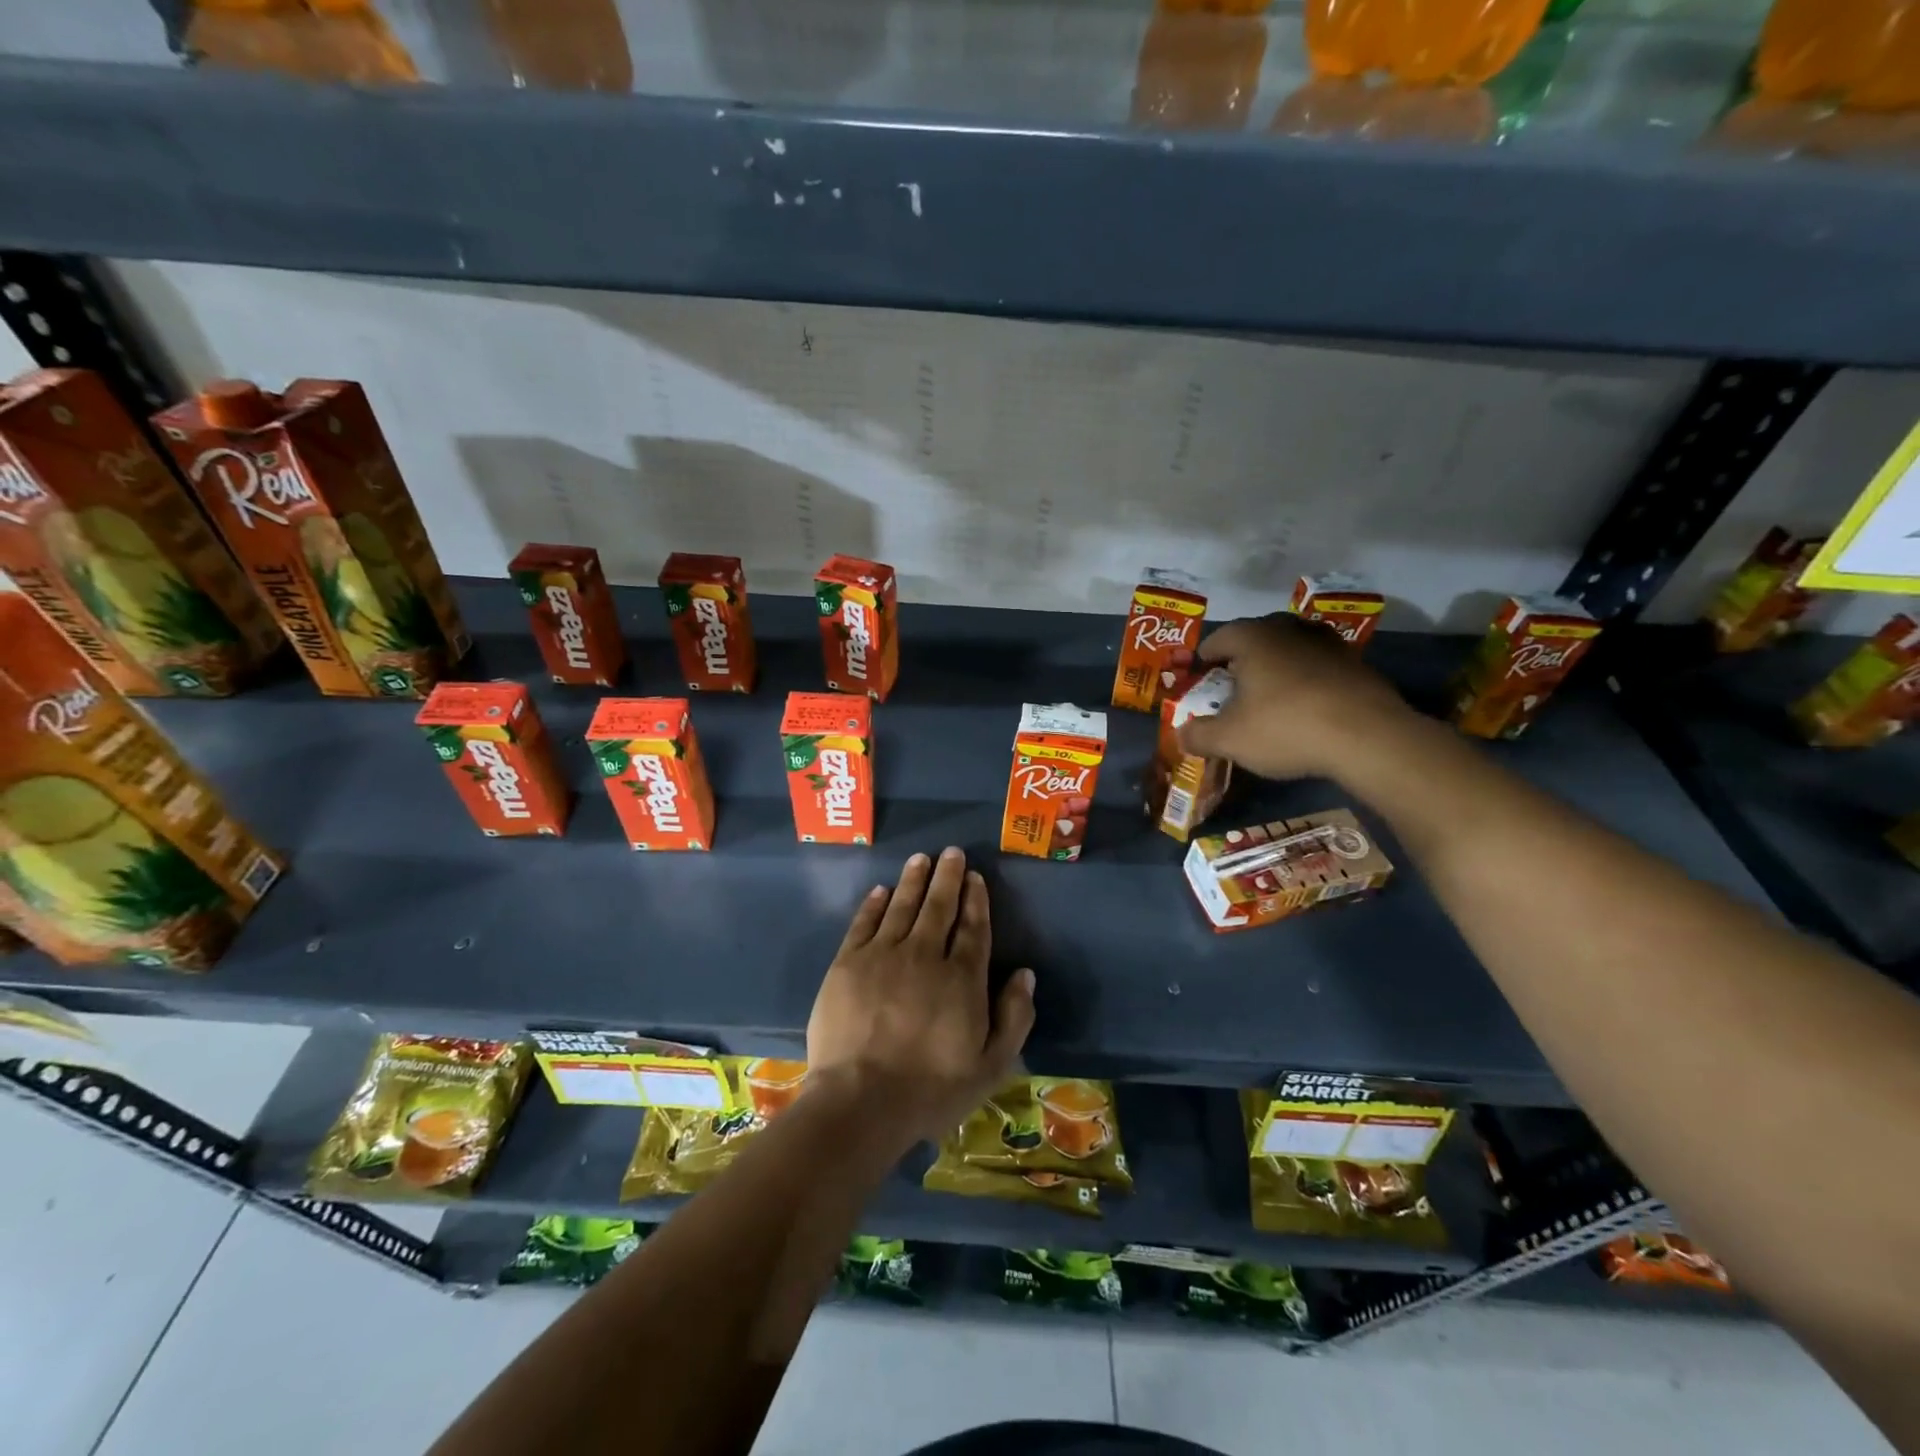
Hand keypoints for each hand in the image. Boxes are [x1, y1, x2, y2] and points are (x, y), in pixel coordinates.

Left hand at [805, 848, 1035, 1154]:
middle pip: (938, 907)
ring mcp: (882, 955)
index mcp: (962, 978)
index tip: (975, 877)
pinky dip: (874, 904)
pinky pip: (864, 923)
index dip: (975, 899)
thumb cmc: (930, 1090)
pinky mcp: (847, 963)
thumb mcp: (990, 1066)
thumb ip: (1014, 1017)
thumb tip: (1025, 974)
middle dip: (947, 877)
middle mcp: (924, 955)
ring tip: (921, 858)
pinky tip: (881, 891)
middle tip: (951, 852)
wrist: (860, 1101)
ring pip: (902, 906)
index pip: (973, 928)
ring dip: (913, 880)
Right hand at [1178, 614, 1416, 781]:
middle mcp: (1289, 630)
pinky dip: (1308, 682)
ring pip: (1291, 650)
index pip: (1219, 638)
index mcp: (1252, 638)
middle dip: (1241, 661)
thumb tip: (1181, 734)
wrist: (1367, 736)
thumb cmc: (1284, 728)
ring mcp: (1328, 644)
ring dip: (1277, 669)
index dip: (1204, 659)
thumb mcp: (1229, 739)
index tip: (1199, 677)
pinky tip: (1306, 708)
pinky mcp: (1357, 665)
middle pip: (1256, 639)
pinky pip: (1320, 668)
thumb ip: (1198, 735)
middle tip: (1232, 687)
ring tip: (1269, 696)